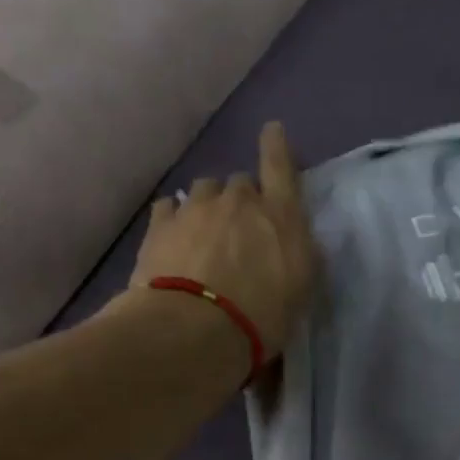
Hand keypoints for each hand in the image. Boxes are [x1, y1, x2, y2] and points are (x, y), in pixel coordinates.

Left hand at [128, 121, 317, 351]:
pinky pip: (169, 208)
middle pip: (240, 183)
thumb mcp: (299, 293)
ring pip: (203, 190)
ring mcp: (196, 209)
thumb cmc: (261, 318)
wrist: (194, 330)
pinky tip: (173, 236)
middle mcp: (239, 201)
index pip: (281, 167)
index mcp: (280, 216)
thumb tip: (288, 243)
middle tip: (238, 231)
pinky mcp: (160, 226)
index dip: (277, 147)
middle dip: (241, 200)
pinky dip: (174, 218)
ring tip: (202, 233)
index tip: (271, 130)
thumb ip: (297, 258)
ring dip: (207, 206)